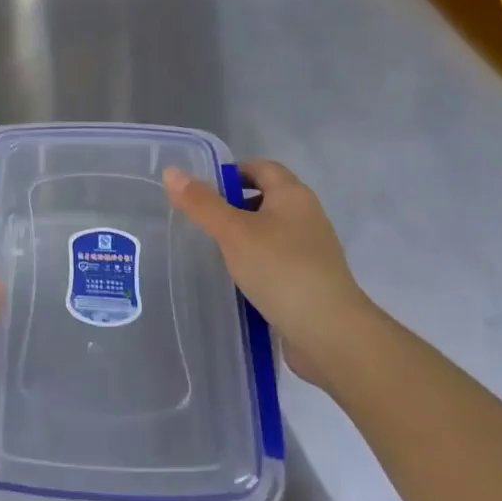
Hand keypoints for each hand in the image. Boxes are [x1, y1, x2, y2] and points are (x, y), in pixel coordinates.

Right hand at [164, 160, 374, 389]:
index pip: (260, 168)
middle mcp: (306, 216)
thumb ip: (201, 203)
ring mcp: (311, 250)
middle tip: (199, 222)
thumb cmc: (280, 270)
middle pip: (265, 198)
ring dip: (242, 237)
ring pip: (269, 232)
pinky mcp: (309, 280)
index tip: (200, 193)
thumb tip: (172, 171)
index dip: (231, 173)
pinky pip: (276, 260)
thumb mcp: (233, 232)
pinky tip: (236, 280)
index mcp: (293, 195)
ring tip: (212, 252)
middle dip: (232, 206)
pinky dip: (255, 263)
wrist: (330, 332)